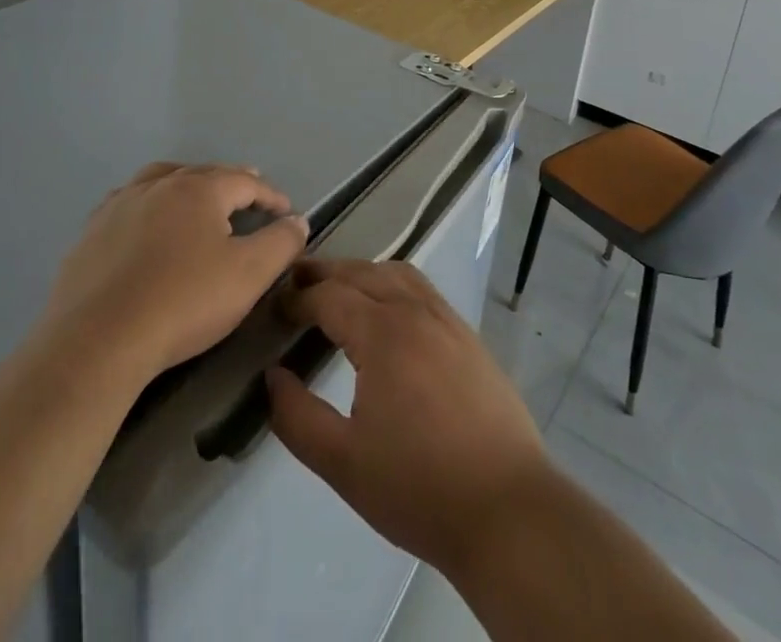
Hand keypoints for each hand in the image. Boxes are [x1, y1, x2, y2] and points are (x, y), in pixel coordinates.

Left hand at [41, 163, 308, 388]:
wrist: (97, 340)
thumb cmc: (182, 302)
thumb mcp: (248, 275)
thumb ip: (280, 243)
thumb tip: (297, 220)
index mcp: (199, 190)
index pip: (245, 181)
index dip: (271, 195)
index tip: (287, 212)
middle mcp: (159, 185)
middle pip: (203, 174)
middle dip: (231, 182)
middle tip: (249, 194)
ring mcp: (120, 205)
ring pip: (161, 180)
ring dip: (186, 185)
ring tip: (197, 197)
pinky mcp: (91, 232)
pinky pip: (129, 204)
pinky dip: (149, 205)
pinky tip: (147, 224)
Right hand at [265, 259, 551, 582]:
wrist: (507, 510)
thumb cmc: (419, 488)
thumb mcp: (342, 463)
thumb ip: (297, 417)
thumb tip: (273, 377)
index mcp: (382, 332)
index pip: (329, 295)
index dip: (297, 297)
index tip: (274, 308)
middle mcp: (414, 310)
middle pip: (362, 272)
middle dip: (325, 273)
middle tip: (296, 285)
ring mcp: (447, 319)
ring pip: (396, 272)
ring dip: (362, 272)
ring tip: (339, 290)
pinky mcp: (468, 335)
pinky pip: (422, 289)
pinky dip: (394, 283)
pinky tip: (388, 310)